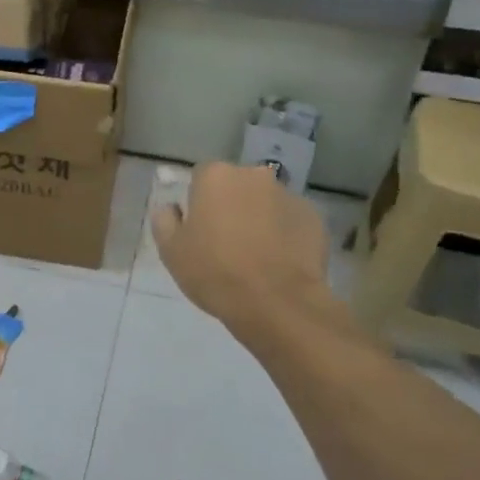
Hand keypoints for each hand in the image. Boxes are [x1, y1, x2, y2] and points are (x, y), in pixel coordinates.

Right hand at [152, 163, 330, 347]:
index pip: (201, 178)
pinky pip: (291, 221)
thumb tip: (170, 208)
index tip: (199, 230)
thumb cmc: (215, 272)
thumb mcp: (172, 251)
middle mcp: (254, 175)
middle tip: (226, 243)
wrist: (277, 304)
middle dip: (231, 206)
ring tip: (257, 257)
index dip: (198, 204)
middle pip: (236, 186)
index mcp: (216, 176)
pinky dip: (285, 234)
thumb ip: (165, 221)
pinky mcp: (314, 218)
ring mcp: (288, 195)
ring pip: (265, 202)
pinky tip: (280, 262)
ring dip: (259, 218)